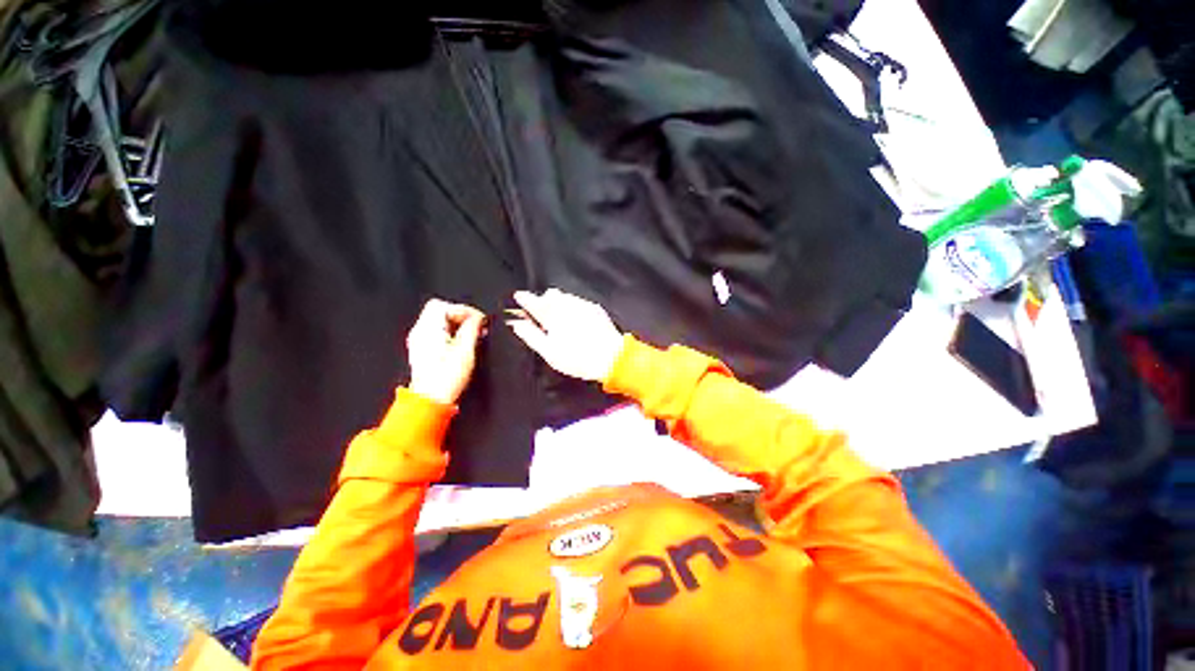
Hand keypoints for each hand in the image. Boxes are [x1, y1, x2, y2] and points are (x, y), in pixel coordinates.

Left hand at [406, 299, 485, 404]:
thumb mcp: (466, 350)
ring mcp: (419, 341)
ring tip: (472, 334)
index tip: (479, 319)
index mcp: (428, 328)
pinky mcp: (422, 350)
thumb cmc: (446, 378)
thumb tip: (478, 318)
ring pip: (438, 321)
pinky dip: (450, 332)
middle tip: (477, 325)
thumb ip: (472, 329)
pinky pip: (436, 332)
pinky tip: (461, 343)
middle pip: (439, 310)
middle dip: (461, 315)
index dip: (465, 310)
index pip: (445, 306)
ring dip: (456, 324)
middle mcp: (420, 332)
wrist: (431, 399)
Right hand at [508, 289, 623, 382]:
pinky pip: (578, 302)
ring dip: (558, 304)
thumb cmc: (577, 358)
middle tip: (542, 317)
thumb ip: (531, 335)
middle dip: (543, 302)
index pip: (533, 301)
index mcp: (552, 314)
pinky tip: (575, 321)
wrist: (611, 357)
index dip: (524, 299)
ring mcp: (582, 304)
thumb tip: (517, 324)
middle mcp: (567, 304)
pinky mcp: (595, 308)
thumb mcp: (549, 351)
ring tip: (559, 321)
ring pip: (565, 297)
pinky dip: (572, 308)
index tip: (519, 296)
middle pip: (549, 295)